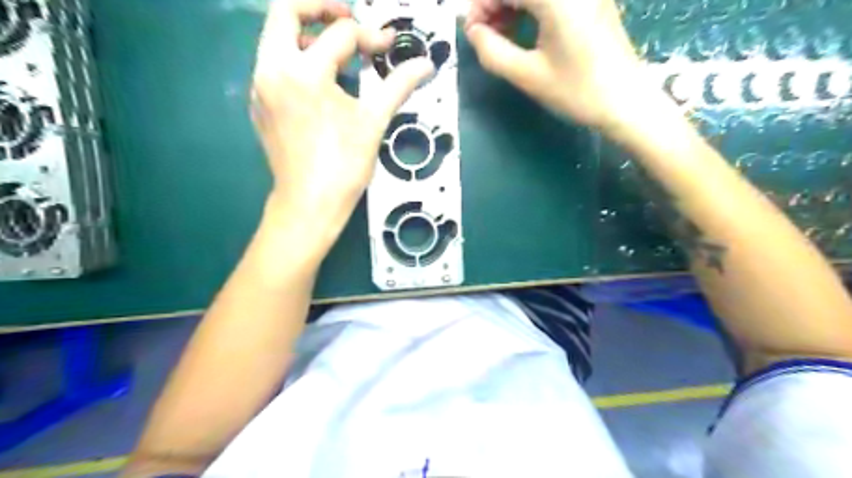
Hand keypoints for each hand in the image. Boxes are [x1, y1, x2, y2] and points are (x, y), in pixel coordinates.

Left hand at [248, 0, 433, 249]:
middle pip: (285, 10)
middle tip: (347, 18)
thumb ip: (399, 85)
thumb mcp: (374, 121)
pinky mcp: (259, 103)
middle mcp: (272, 69)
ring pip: (275, 37)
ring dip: (306, 33)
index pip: (340, 34)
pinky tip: (320, 82)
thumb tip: (426, 65)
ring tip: (337, 52)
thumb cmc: (345, 165)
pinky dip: (296, 59)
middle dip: (320, 7)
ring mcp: (260, 86)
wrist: (309, 204)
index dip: (370, 36)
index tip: (388, 48)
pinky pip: (273, 64)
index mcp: (305, 72)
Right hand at [464, 0, 645, 130]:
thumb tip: (473, 32)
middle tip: (485, 35)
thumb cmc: (576, 91)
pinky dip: (530, 7)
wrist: (625, 102)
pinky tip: (523, 28)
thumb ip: (492, 51)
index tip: (472, 33)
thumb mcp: (527, 75)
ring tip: (501, 34)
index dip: (481, 6)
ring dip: (511, 5)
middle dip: (495, 4)